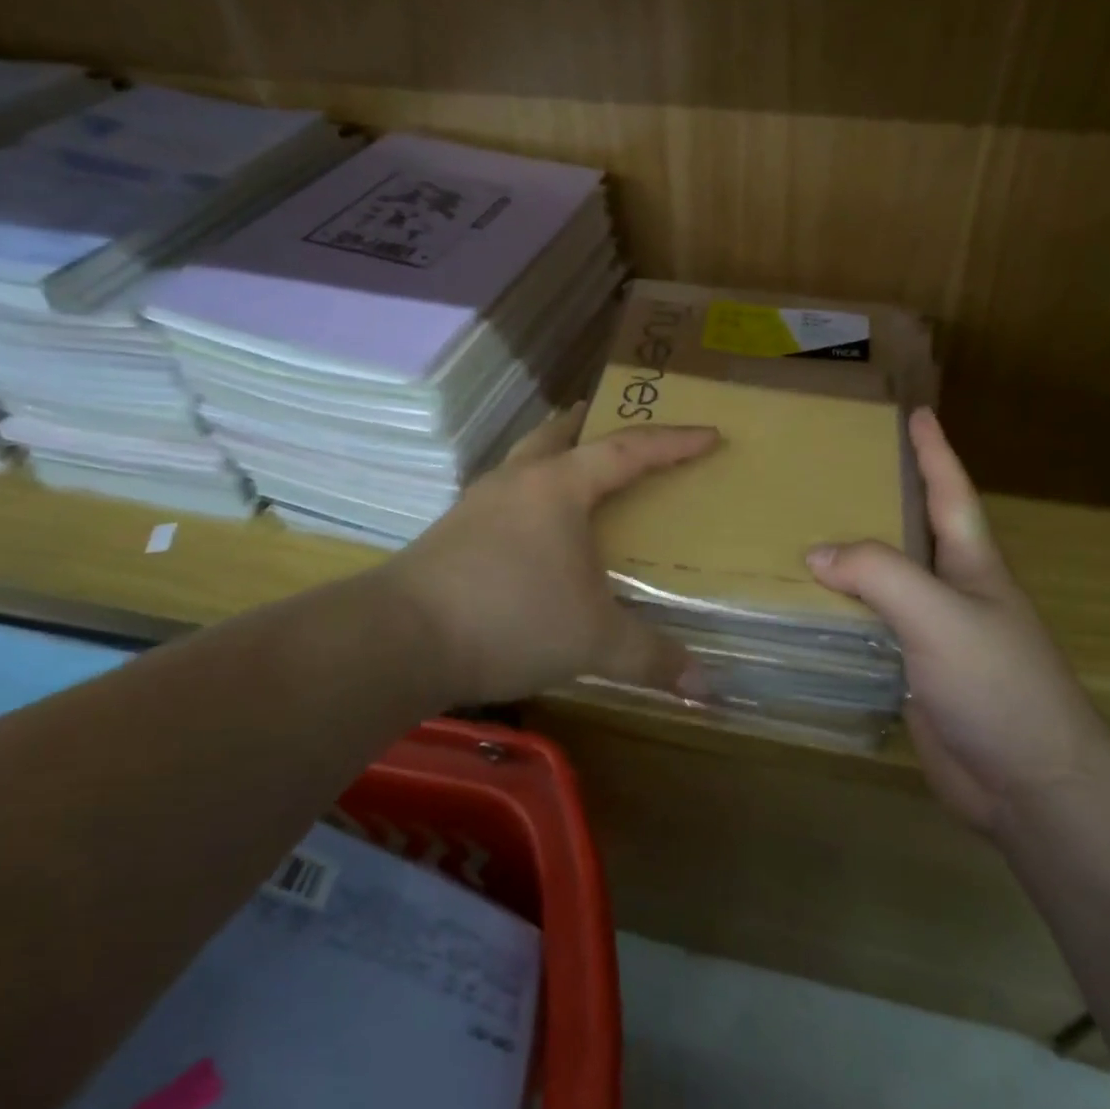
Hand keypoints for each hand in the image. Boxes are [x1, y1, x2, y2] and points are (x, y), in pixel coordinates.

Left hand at [387, 402, 718, 704]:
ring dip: (552, 455)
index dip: (673, 442)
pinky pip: (502, 497)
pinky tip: (531, 529)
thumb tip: (707, 690)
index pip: (628, 451)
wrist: (399, 639)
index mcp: (559, 487)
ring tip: (572, 470)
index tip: (710, 434)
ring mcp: (477, 505)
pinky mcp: (452, 534)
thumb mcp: (594, 640)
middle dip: (589, 424)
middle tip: (609, 418)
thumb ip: (652, 659)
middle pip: (558, 435)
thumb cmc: (511, 618)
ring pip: (524, 461)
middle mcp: (517, 482)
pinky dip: (528, 496)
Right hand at [805, 407, 1107, 833]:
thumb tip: (816, 554)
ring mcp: (932, 637)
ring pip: (883, 585)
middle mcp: (951, 592)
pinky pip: (869, 631)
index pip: (950, 492)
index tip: (917, 413)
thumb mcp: (940, 616)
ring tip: (801, 533)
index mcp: (972, 565)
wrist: (1029, 784)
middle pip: (911, 533)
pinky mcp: (912, 676)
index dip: (934, 452)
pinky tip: (804, 609)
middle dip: (880, 499)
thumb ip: (879, 575)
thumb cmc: (997, 685)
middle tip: (832, 472)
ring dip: (851, 561)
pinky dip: (840, 615)